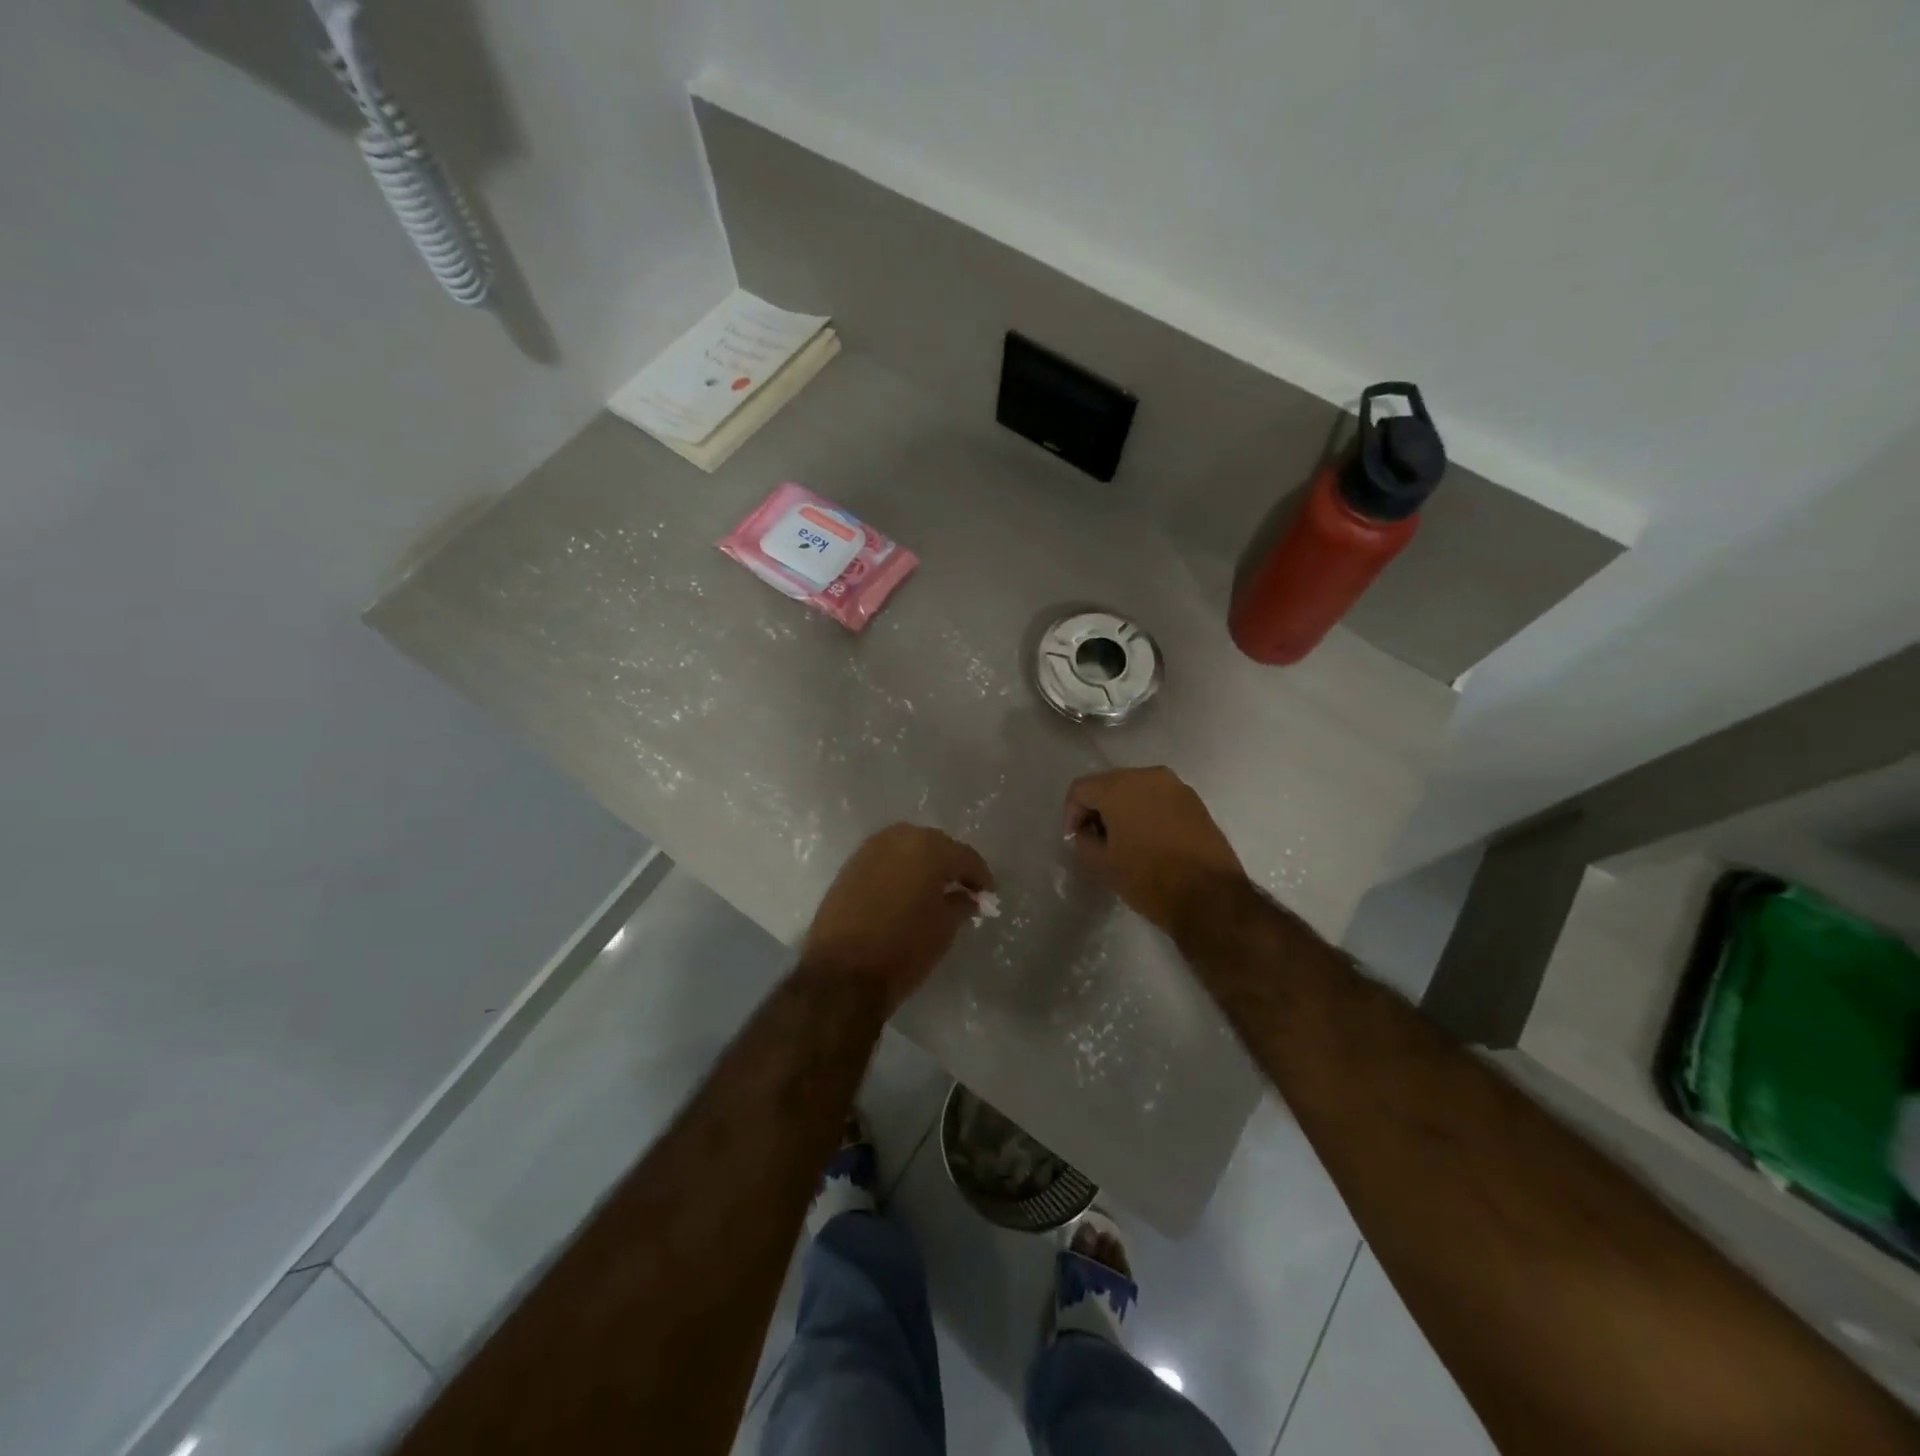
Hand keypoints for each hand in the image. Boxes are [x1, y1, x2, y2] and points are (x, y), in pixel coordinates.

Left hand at [800, 825, 993, 1013]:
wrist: (842, 973)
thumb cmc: (904, 948)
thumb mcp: (944, 928)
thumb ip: (961, 904)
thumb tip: (968, 896)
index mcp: (928, 848)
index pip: (964, 856)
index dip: (980, 876)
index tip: (988, 894)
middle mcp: (898, 838)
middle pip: (935, 845)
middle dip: (950, 864)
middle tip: (962, 888)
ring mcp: (869, 849)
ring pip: (907, 849)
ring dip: (922, 865)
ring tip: (933, 890)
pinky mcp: (849, 866)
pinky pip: (885, 860)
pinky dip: (899, 871)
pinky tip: (906, 892)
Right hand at [1064, 767, 1245, 934]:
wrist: (1211, 896)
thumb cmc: (1149, 879)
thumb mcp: (1102, 865)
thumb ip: (1084, 841)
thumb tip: (1085, 832)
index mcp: (1119, 787)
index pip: (1081, 789)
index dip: (1071, 814)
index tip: (1075, 839)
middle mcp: (1148, 775)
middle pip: (1109, 783)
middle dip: (1097, 808)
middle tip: (1095, 838)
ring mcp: (1176, 786)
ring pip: (1136, 789)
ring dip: (1123, 808)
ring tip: (1123, 839)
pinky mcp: (1195, 801)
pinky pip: (1159, 798)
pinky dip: (1147, 811)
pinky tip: (1149, 839)